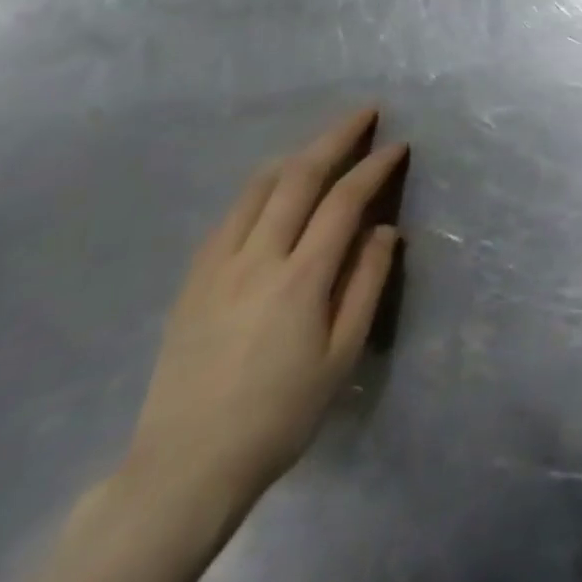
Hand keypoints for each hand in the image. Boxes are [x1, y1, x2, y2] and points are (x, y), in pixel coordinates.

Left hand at [125, 108, 407, 512]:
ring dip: (297, 154)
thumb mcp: (340, 357)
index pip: (344, 200)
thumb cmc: (279, 415)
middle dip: (336, 137)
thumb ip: (366, 284)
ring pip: (259, 187)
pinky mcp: (192, 279)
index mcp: (300, 278)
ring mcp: (217, 265)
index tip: (397, 146)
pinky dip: (261, 186)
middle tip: (364, 113)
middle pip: (299, 176)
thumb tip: (384, 229)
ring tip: (322, 142)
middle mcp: (257, 258)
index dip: (374, 166)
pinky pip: (231, 214)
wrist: (184, 468)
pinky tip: (273, 187)